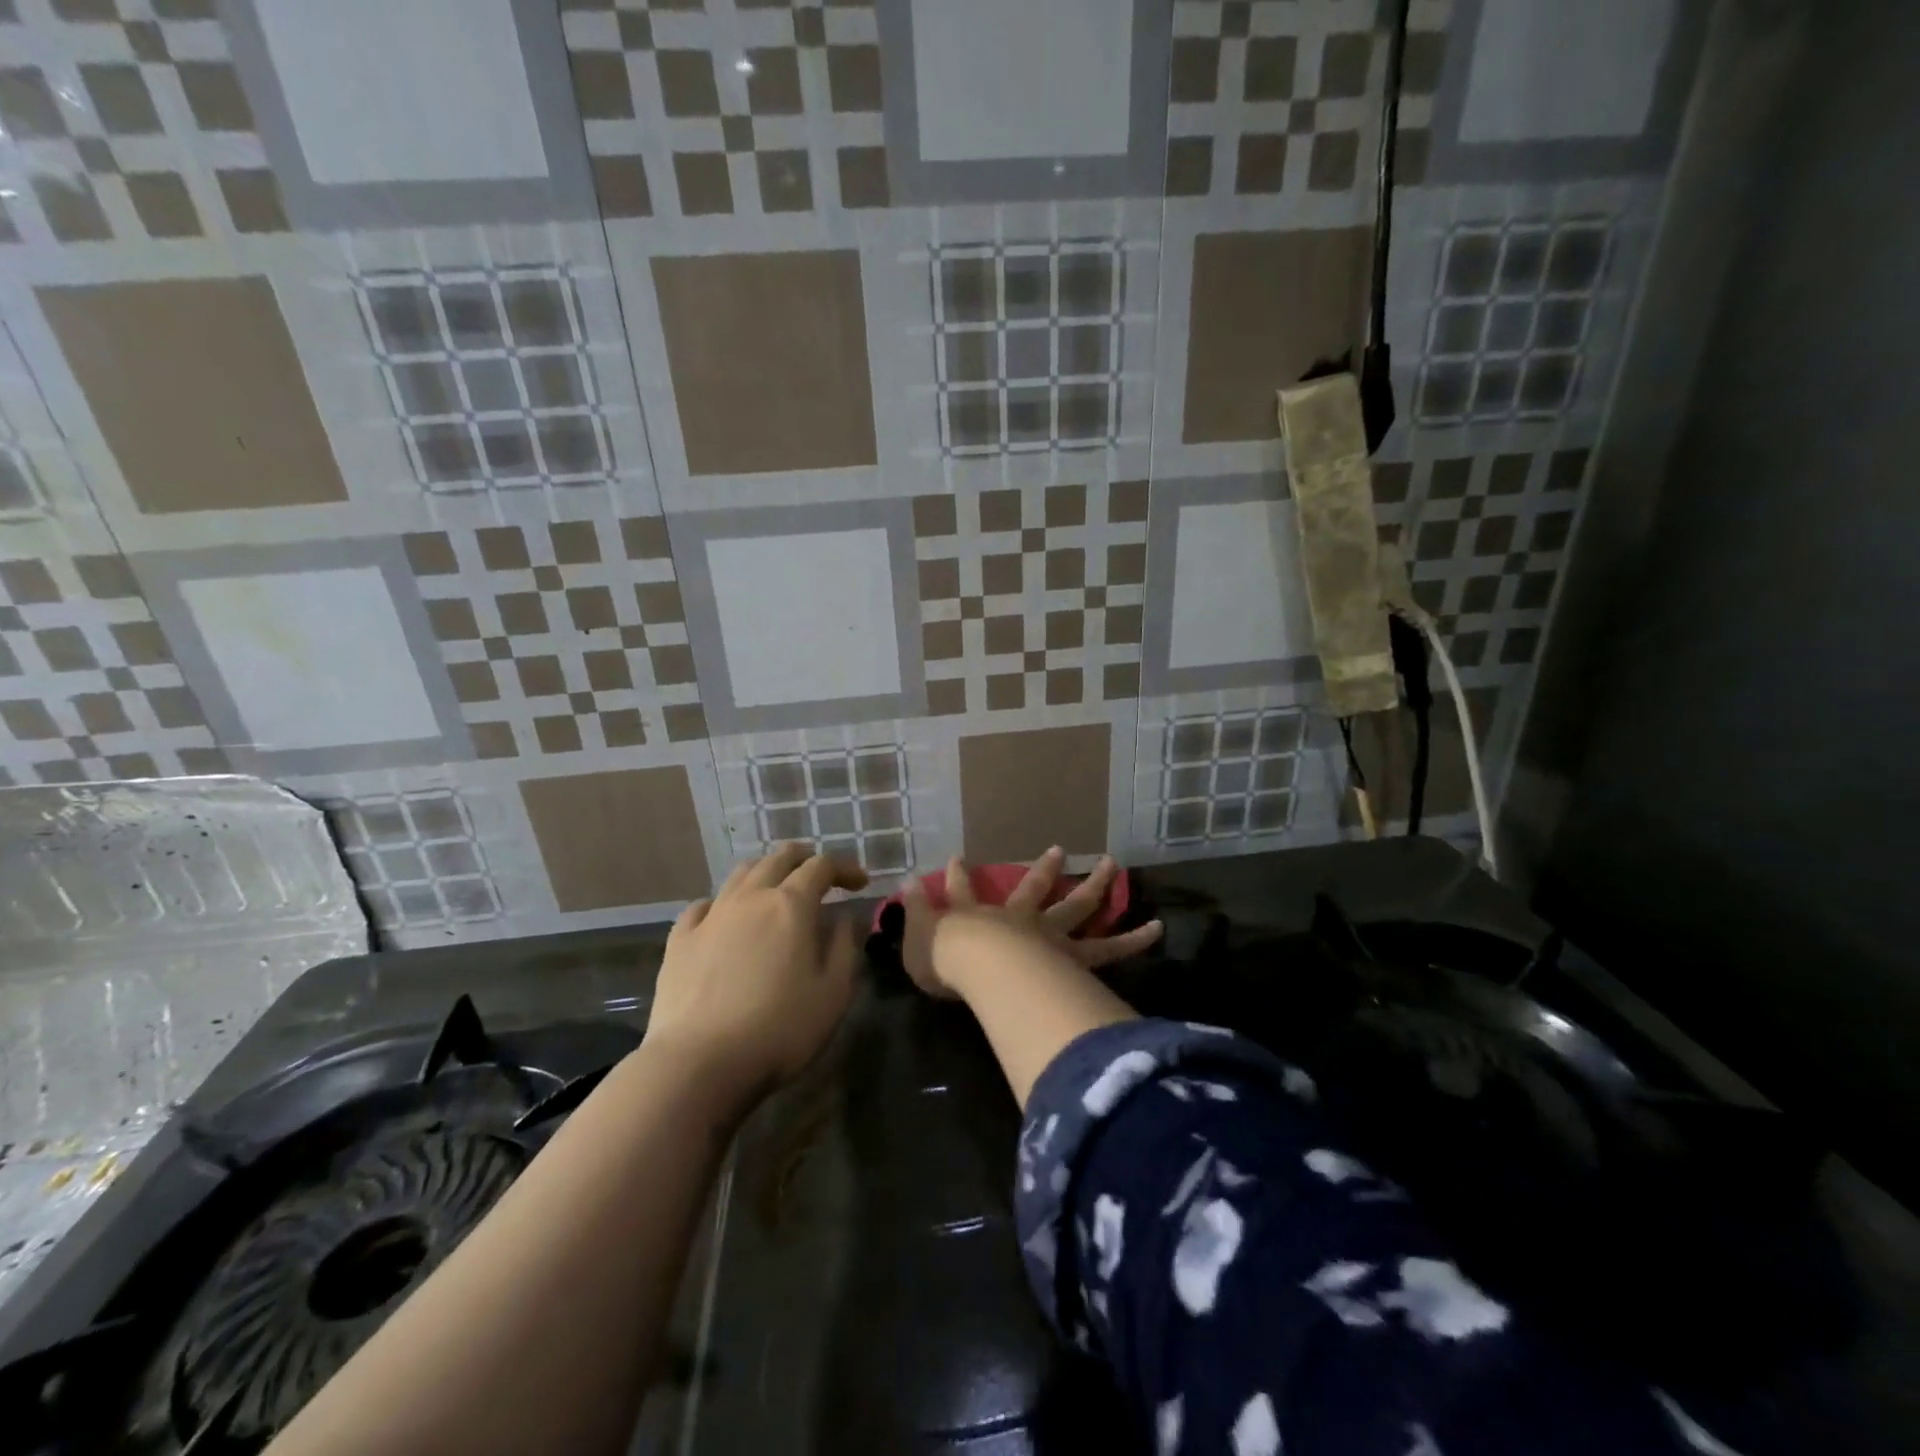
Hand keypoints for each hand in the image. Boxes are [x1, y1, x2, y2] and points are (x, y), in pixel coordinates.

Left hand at [645, 844, 869, 1103]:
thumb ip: (844, 947)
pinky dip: (724, 902)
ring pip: (740, 873)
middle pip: (779, 858)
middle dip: (804, 860)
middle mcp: (750, 897)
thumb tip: (844, 918)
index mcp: (791, 905)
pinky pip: (704, 905)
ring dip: (766, 872)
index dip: (845, 868)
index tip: (860, 884)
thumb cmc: (779, 1029)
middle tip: (820, 876)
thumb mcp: (833, 993)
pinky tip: (726, 918)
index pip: (822, 866)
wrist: (699, 1063)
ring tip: (776, 889)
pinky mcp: (680, 940)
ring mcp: (711, 916)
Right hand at [901, 848, 1163, 998]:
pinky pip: (1109, 948)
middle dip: (1045, 868)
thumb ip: (916, 911)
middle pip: (1034, 888)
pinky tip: (1157, 928)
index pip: (963, 892)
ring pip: (1078, 906)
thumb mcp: (919, 937)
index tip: (959, 858)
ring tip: (1115, 864)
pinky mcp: (1073, 956)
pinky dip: (1133, 939)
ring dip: (1096, 884)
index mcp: (977, 916)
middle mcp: (1018, 918)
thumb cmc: (947, 961)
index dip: (958, 877)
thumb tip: (904, 882)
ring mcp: (1049, 934)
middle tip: (1059, 849)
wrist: (981, 967)